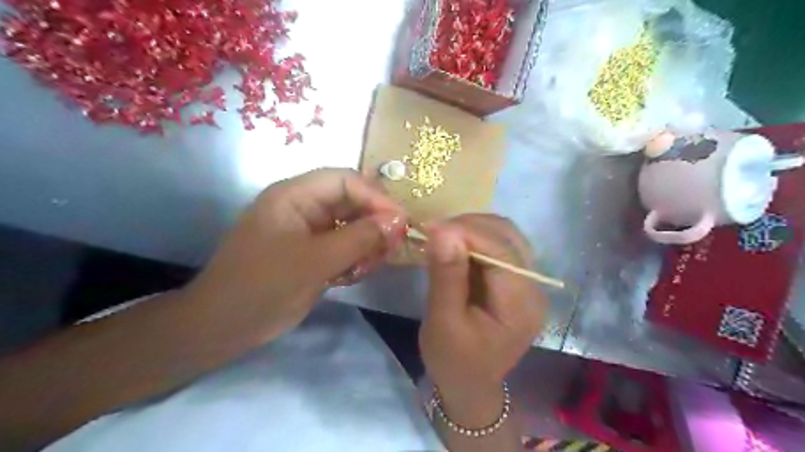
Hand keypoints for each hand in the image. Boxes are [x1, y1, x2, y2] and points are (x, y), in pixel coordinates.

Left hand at [185, 167, 406, 342]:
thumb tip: (399, 221)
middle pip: (351, 201)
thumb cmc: (262, 287)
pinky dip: (356, 257)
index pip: (345, 180)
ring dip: (367, 242)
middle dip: (375, 222)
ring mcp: (308, 231)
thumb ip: (359, 238)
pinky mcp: (313, 252)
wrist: (224, 328)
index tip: (401, 221)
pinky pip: (344, 246)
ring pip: (351, 225)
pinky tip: (357, 273)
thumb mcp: (314, 261)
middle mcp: (303, 207)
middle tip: (394, 245)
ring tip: (374, 263)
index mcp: (294, 195)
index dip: (376, 197)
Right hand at [418, 213, 543, 423]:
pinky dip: (475, 237)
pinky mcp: (515, 279)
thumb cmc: (453, 360)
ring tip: (442, 236)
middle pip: (508, 236)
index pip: (501, 251)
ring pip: (504, 235)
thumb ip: (446, 276)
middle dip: (469, 226)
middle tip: (434, 231)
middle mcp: (533, 287)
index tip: (431, 227)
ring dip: (472, 228)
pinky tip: (454, 245)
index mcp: (520, 304)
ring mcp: (527, 281)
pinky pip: (498, 245)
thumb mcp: (443, 322)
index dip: (468, 231)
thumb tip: (442, 230)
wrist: (469, 384)